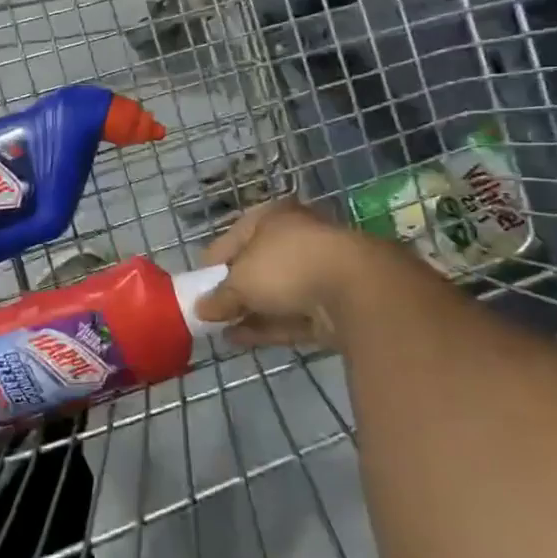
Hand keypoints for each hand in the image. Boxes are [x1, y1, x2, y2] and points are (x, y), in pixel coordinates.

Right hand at [196, 200, 369, 348]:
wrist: (358, 291)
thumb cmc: (287, 266)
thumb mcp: (240, 280)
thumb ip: (219, 296)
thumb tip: (200, 310)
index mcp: (274, 217)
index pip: (234, 236)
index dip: (214, 261)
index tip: (198, 285)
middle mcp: (298, 238)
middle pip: (257, 265)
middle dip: (234, 289)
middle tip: (212, 310)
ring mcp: (319, 272)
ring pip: (276, 293)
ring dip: (250, 311)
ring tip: (220, 329)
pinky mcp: (334, 305)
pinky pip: (292, 316)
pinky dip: (268, 326)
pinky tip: (241, 340)